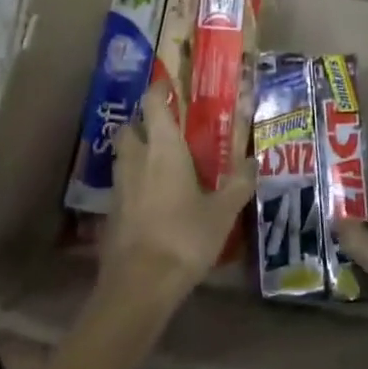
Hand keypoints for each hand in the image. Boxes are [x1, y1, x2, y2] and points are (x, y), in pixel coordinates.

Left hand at [101, 83, 255, 317]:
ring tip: (162, 162)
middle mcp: (136, 159)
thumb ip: (239, 184)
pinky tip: (153, 197)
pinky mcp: (112, 211)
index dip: (159, 90)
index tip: (169, 85)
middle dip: (144, 122)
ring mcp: (119, 185)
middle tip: (167, 129)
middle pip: (131, 127)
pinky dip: (134, 181)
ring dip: (137, 151)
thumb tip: (256, 162)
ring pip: (123, 155)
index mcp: (163, 148)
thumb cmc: (185, 237)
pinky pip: (122, 183)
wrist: (140, 283)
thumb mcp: (222, 212)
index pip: (154, 104)